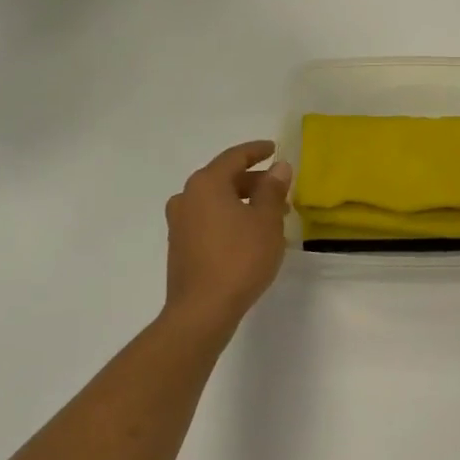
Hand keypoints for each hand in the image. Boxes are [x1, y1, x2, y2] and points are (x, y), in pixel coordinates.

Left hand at [164, 141, 291, 337]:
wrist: (202, 310)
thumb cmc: (239, 258)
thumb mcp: (266, 221)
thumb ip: (273, 190)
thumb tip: (279, 167)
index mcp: (206, 184)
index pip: (234, 157)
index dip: (257, 151)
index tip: (274, 148)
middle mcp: (187, 197)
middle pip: (224, 178)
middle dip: (254, 181)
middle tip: (280, 189)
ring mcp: (179, 223)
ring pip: (216, 201)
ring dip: (243, 202)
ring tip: (270, 215)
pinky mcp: (179, 246)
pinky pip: (208, 219)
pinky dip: (229, 218)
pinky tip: (249, 235)